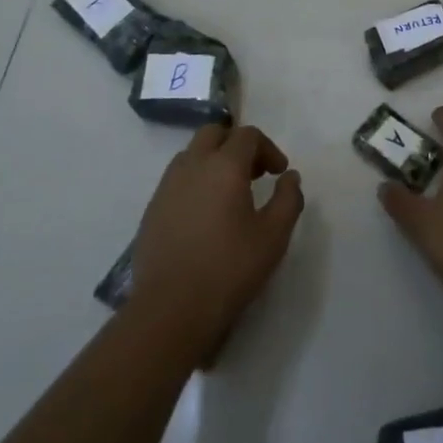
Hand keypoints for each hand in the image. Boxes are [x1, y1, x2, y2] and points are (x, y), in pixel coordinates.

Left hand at [129, 124, 304, 360]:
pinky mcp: (152, 208)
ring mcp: (167, 185)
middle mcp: (192, 165)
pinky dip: (195, 181)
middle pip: (215, 133)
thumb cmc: (229, 269)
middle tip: (253, 173)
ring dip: (213, 160)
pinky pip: (177, 178)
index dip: (268, 148)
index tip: (278, 173)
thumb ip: (288, 199)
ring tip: (229, 193)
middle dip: (237, 145)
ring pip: (192, 154)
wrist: (170, 309)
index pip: (248, 136)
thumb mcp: (274, 236)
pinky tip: (204, 215)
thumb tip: (290, 177)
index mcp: (224, 165)